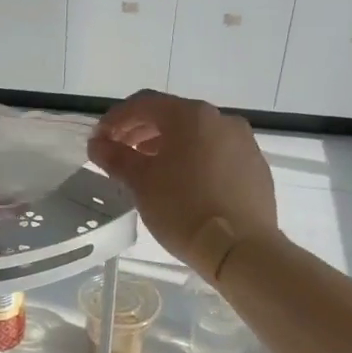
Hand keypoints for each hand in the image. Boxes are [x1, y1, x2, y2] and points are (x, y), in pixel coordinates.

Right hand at [89, 91, 278, 272]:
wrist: (240, 249)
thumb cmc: (183, 209)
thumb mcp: (140, 183)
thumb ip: (115, 157)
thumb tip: (97, 143)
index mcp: (190, 116)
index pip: (143, 103)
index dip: (115, 119)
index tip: (98, 140)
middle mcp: (220, 119)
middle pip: (171, 115)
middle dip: (140, 130)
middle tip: (119, 152)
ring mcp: (243, 142)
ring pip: (195, 134)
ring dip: (166, 144)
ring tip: (147, 168)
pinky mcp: (254, 166)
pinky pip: (216, 152)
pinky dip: (192, 158)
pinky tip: (182, 183)